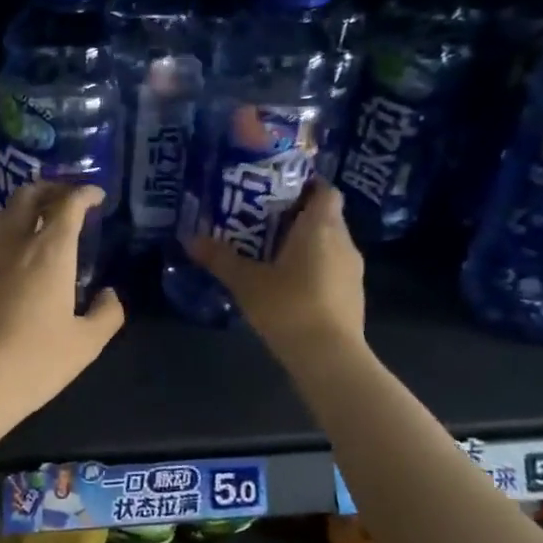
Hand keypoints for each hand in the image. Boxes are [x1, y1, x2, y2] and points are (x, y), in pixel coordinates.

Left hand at [0, 182, 124, 423]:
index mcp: (49, 252)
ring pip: (1, 210)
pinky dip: (2, 225)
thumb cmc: (33, 362)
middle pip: (29, 195)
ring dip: (23, 204)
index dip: (84, 193)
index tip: (96, 196)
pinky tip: (9, 247)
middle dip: (52, 188)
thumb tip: (109, 295)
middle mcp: (14, 242)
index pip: (67, 205)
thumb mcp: (84, 345)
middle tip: (68, 198)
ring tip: (37, 218)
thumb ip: (106, 315)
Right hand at [190, 182, 366, 361]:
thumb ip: (219, 258)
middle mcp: (343, 241)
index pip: (325, 190)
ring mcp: (352, 270)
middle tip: (260, 220)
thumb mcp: (246, 282)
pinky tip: (286, 282)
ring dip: (303, 243)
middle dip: (295, 215)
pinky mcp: (352, 295)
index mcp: (321, 227)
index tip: (277, 189)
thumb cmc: (289, 306)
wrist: (330, 357)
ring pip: (328, 243)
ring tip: (268, 251)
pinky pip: (331, 267)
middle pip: (324, 216)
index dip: (305, 185)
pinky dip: (312, 267)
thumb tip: (190, 239)